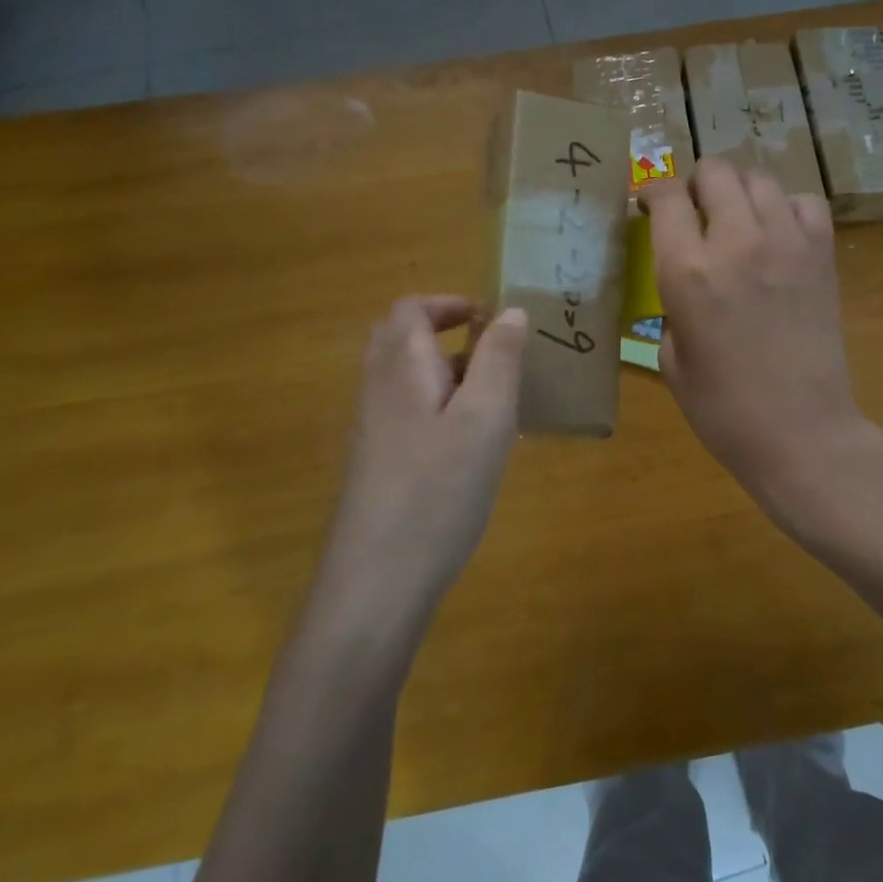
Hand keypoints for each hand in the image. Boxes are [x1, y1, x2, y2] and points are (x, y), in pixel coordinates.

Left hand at [317, 296, 526, 632]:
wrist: (377, 578)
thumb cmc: (439, 489)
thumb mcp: (486, 418)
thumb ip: (499, 359)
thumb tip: (510, 311)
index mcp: (401, 366)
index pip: (411, 309)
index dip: (450, 303)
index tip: (493, 319)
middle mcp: (377, 388)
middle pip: (400, 338)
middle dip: (445, 332)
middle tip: (492, 351)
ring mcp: (372, 428)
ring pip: (405, 377)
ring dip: (446, 371)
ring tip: (495, 397)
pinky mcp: (377, 462)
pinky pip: (407, 411)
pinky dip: (439, 406)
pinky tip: (472, 444)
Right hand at [642, 158, 867, 501]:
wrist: (801, 432)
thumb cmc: (724, 410)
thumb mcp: (671, 359)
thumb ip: (672, 306)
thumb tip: (681, 281)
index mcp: (687, 272)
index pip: (666, 196)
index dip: (653, 194)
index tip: (650, 208)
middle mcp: (736, 242)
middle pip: (715, 171)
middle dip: (696, 185)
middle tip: (694, 213)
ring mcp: (786, 243)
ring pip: (759, 178)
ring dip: (740, 193)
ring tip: (737, 221)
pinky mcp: (821, 255)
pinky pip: (804, 202)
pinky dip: (786, 208)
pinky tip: (778, 235)